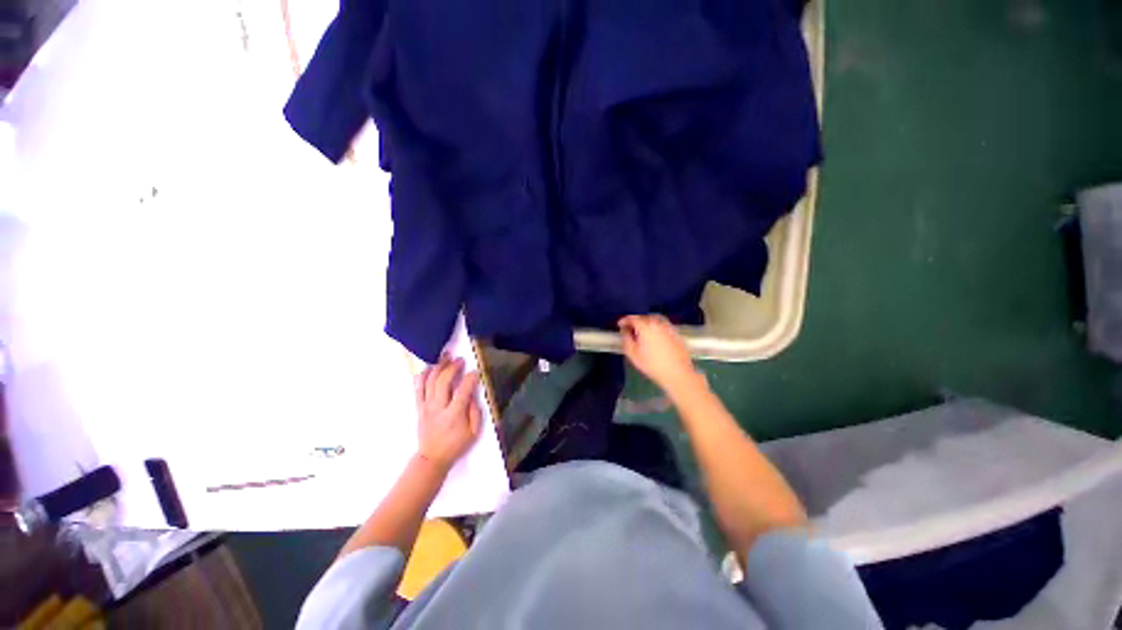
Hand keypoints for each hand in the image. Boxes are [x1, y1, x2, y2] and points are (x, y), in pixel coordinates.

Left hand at [415, 355, 481, 472]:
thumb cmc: (456, 445)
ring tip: (445, 357)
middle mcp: (438, 408)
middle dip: (452, 367)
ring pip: (429, 382)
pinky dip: (422, 376)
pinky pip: (418, 389)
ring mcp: (426, 407)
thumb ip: (475, 412)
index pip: (462, 391)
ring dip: (438, 367)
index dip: (470, 379)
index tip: (475, 372)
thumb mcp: (474, 432)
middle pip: (442, 382)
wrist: (432, 458)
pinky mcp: (419, 408)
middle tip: (460, 360)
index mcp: (454, 415)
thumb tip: (472, 394)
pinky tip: (428, 367)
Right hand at [618, 315, 704, 396]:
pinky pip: (664, 326)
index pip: (633, 318)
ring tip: (643, 331)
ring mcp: (669, 327)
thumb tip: (625, 330)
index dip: (625, 320)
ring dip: (647, 322)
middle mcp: (658, 323)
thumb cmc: (652, 365)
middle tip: (631, 329)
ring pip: (656, 319)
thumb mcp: (633, 354)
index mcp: (646, 327)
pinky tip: (656, 337)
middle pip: (645, 317)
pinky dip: (657, 327)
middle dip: (636, 321)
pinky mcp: (677, 334)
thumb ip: (626, 339)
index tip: (620, 325)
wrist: (677, 374)